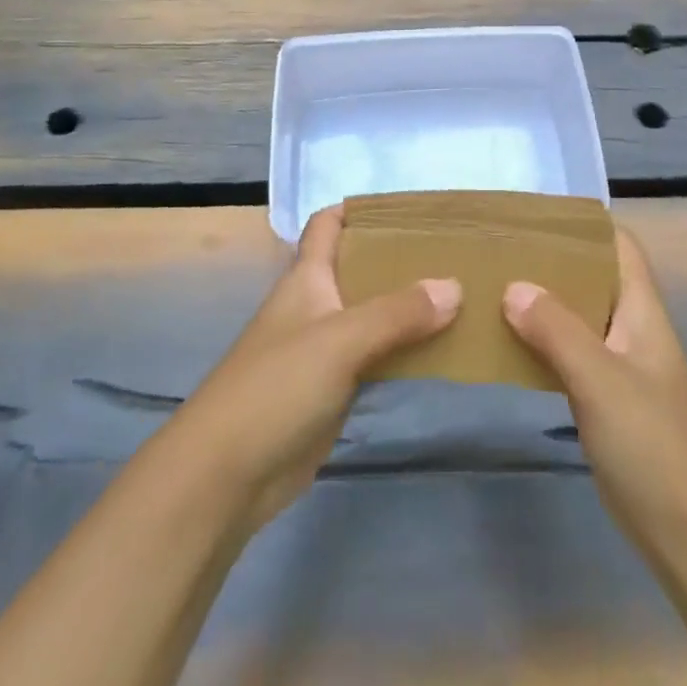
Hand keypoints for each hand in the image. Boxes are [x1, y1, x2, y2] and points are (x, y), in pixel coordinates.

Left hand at [159, 203, 460, 529]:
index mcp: (307, 278)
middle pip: (359, 268)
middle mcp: (316, 305)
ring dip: (407, 307)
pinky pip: (375, 358)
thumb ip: (397, 313)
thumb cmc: (276, 388)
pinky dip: (403, 350)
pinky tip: (439, 349)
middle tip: (453, 252)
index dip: (361, 209)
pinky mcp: (332, 390)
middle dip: (400, 259)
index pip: (328, 224)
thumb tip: (455, 286)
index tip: (411, 208)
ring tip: (461, 295)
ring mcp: (323, 350)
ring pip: (372, 315)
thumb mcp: (340, 340)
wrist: (225, 476)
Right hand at [503, 226, 686, 544]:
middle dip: (551, 262)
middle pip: (593, 278)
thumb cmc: (654, 445)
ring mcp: (620, 367)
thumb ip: (557, 330)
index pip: (619, 246)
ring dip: (541, 304)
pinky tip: (506, 346)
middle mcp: (632, 328)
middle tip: (499, 251)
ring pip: (577, 318)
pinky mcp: (607, 402)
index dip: (584, 225)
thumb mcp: (601, 380)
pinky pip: (569, 356)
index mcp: (642, 310)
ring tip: (492, 289)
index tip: (533, 216)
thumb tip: (512, 286)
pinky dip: (541, 344)